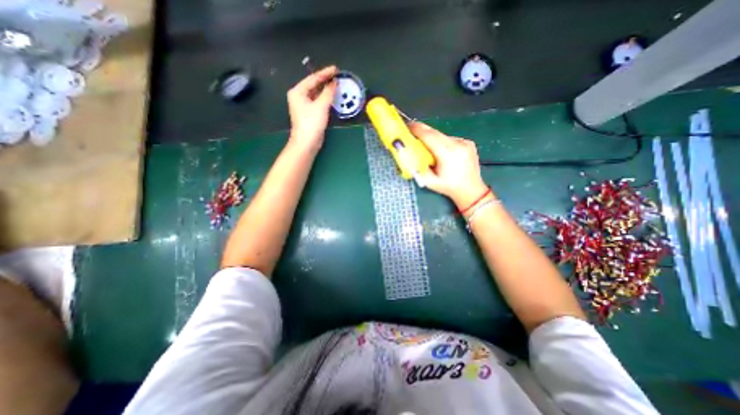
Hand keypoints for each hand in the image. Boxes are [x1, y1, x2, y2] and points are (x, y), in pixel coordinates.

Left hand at [285, 64, 336, 152]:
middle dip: (326, 81)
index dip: (325, 73)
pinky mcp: (309, 114)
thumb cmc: (311, 123)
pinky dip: (325, 99)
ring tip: (337, 85)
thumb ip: (328, 92)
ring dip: (326, 90)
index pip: (313, 78)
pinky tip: (333, 97)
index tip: (336, 69)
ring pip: (316, 94)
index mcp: (298, 91)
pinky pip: (318, 102)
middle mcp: (299, 96)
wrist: (307, 142)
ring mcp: (304, 106)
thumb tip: (335, 83)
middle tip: (338, 77)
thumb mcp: (321, 106)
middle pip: (314, 85)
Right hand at [411, 122, 488, 208]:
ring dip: (432, 138)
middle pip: (435, 132)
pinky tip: (440, 151)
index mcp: (448, 154)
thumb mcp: (430, 182)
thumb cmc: (449, 187)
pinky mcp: (468, 142)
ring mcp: (465, 142)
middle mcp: (458, 145)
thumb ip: (417, 168)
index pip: (430, 136)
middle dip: (422, 131)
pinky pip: (449, 138)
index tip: (407, 126)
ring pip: (442, 135)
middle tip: (411, 131)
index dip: (417, 130)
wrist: (471, 190)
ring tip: (426, 146)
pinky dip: (441, 142)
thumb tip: (407, 154)